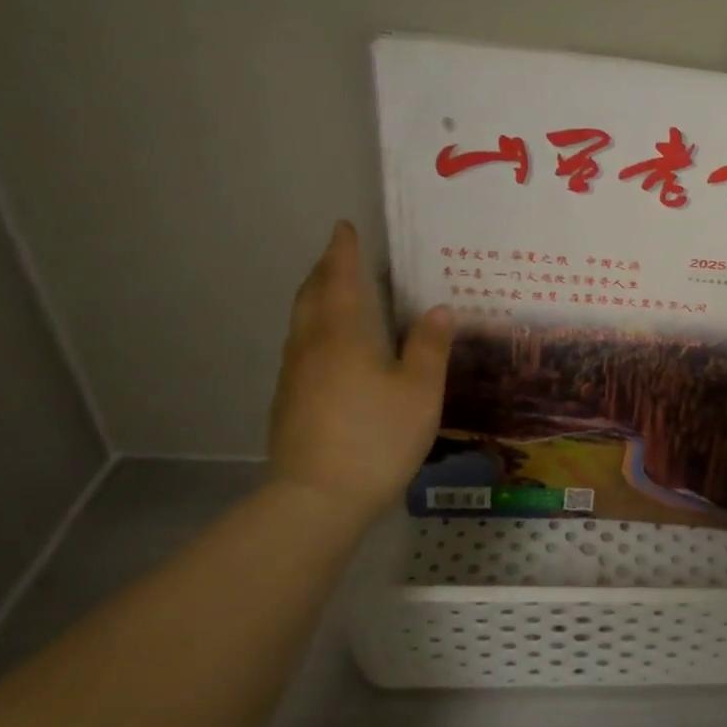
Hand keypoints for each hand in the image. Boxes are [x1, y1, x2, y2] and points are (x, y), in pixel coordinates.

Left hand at [267, 221, 453, 519]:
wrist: (318, 498)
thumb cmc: (378, 436)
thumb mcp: (420, 390)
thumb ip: (429, 347)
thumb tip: (438, 309)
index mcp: (343, 335)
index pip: (341, 280)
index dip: (343, 252)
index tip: (344, 228)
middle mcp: (311, 346)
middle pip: (311, 296)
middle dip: (324, 270)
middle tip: (338, 255)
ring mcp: (294, 375)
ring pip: (301, 322)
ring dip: (316, 298)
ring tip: (334, 292)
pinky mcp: (289, 401)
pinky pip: (301, 347)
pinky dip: (314, 328)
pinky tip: (330, 346)